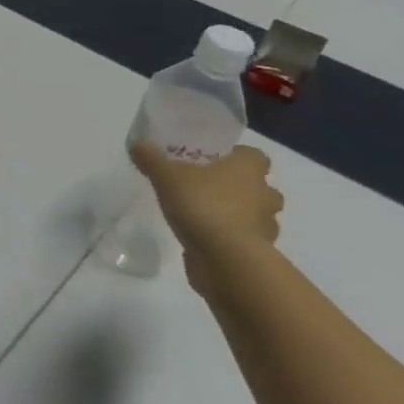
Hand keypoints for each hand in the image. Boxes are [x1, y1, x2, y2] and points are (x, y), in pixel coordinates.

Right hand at [131, 143, 283, 285]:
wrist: (226, 259)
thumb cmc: (203, 205)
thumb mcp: (166, 176)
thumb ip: (152, 159)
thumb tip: (138, 145)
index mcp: (248, 170)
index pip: (254, 155)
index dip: (237, 155)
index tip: (214, 159)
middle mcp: (264, 194)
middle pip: (259, 185)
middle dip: (239, 186)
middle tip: (208, 186)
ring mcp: (265, 225)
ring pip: (256, 213)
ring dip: (239, 213)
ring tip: (206, 214)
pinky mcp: (258, 252)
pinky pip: (246, 238)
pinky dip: (231, 237)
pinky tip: (206, 237)